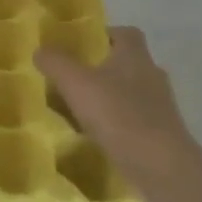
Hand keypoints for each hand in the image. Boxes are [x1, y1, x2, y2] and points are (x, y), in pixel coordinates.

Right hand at [36, 26, 192, 189]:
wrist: (161, 168)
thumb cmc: (119, 115)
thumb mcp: (76, 83)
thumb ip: (56, 62)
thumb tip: (40, 49)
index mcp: (135, 56)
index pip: (125, 33)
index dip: (105, 35)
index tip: (82, 46)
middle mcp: (152, 76)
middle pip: (127, 64)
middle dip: (103, 69)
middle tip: (74, 79)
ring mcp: (160, 108)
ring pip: (130, 94)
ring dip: (109, 99)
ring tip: (80, 110)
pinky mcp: (161, 136)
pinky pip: (134, 122)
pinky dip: (117, 125)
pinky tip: (96, 137)